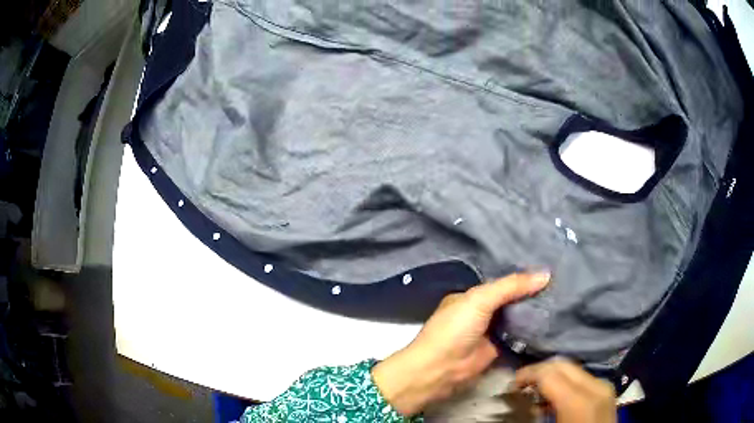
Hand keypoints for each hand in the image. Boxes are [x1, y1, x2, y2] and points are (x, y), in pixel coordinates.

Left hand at [372, 272, 549, 415]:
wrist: (440, 370)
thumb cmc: (455, 329)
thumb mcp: (480, 300)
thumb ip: (510, 286)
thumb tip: (545, 274)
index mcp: (471, 296)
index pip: (502, 282)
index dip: (522, 277)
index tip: (549, 269)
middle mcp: (481, 312)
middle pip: (511, 300)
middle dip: (532, 295)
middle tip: (561, 284)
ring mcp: (490, 332)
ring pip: (517, 318)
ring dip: (535, 313)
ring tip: (562, 299)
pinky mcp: (498, 350)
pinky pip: (519, 337)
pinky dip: (532, 332)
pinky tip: (554, 322)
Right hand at [514, 357, 616, 422]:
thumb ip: (537, 412)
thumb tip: (524, 397)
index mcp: (579, 400)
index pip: (549, 372)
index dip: (528, 373)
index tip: (512, 383)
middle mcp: (595, 385)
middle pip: (563, 364)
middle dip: (539, 370)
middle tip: (521, 384)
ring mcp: (604, 386)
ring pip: (573, 369)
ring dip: (552, 375)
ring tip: (536, 390)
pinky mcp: (606, 390)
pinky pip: (583, 378)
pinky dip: (565, 381)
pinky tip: (555, 396)